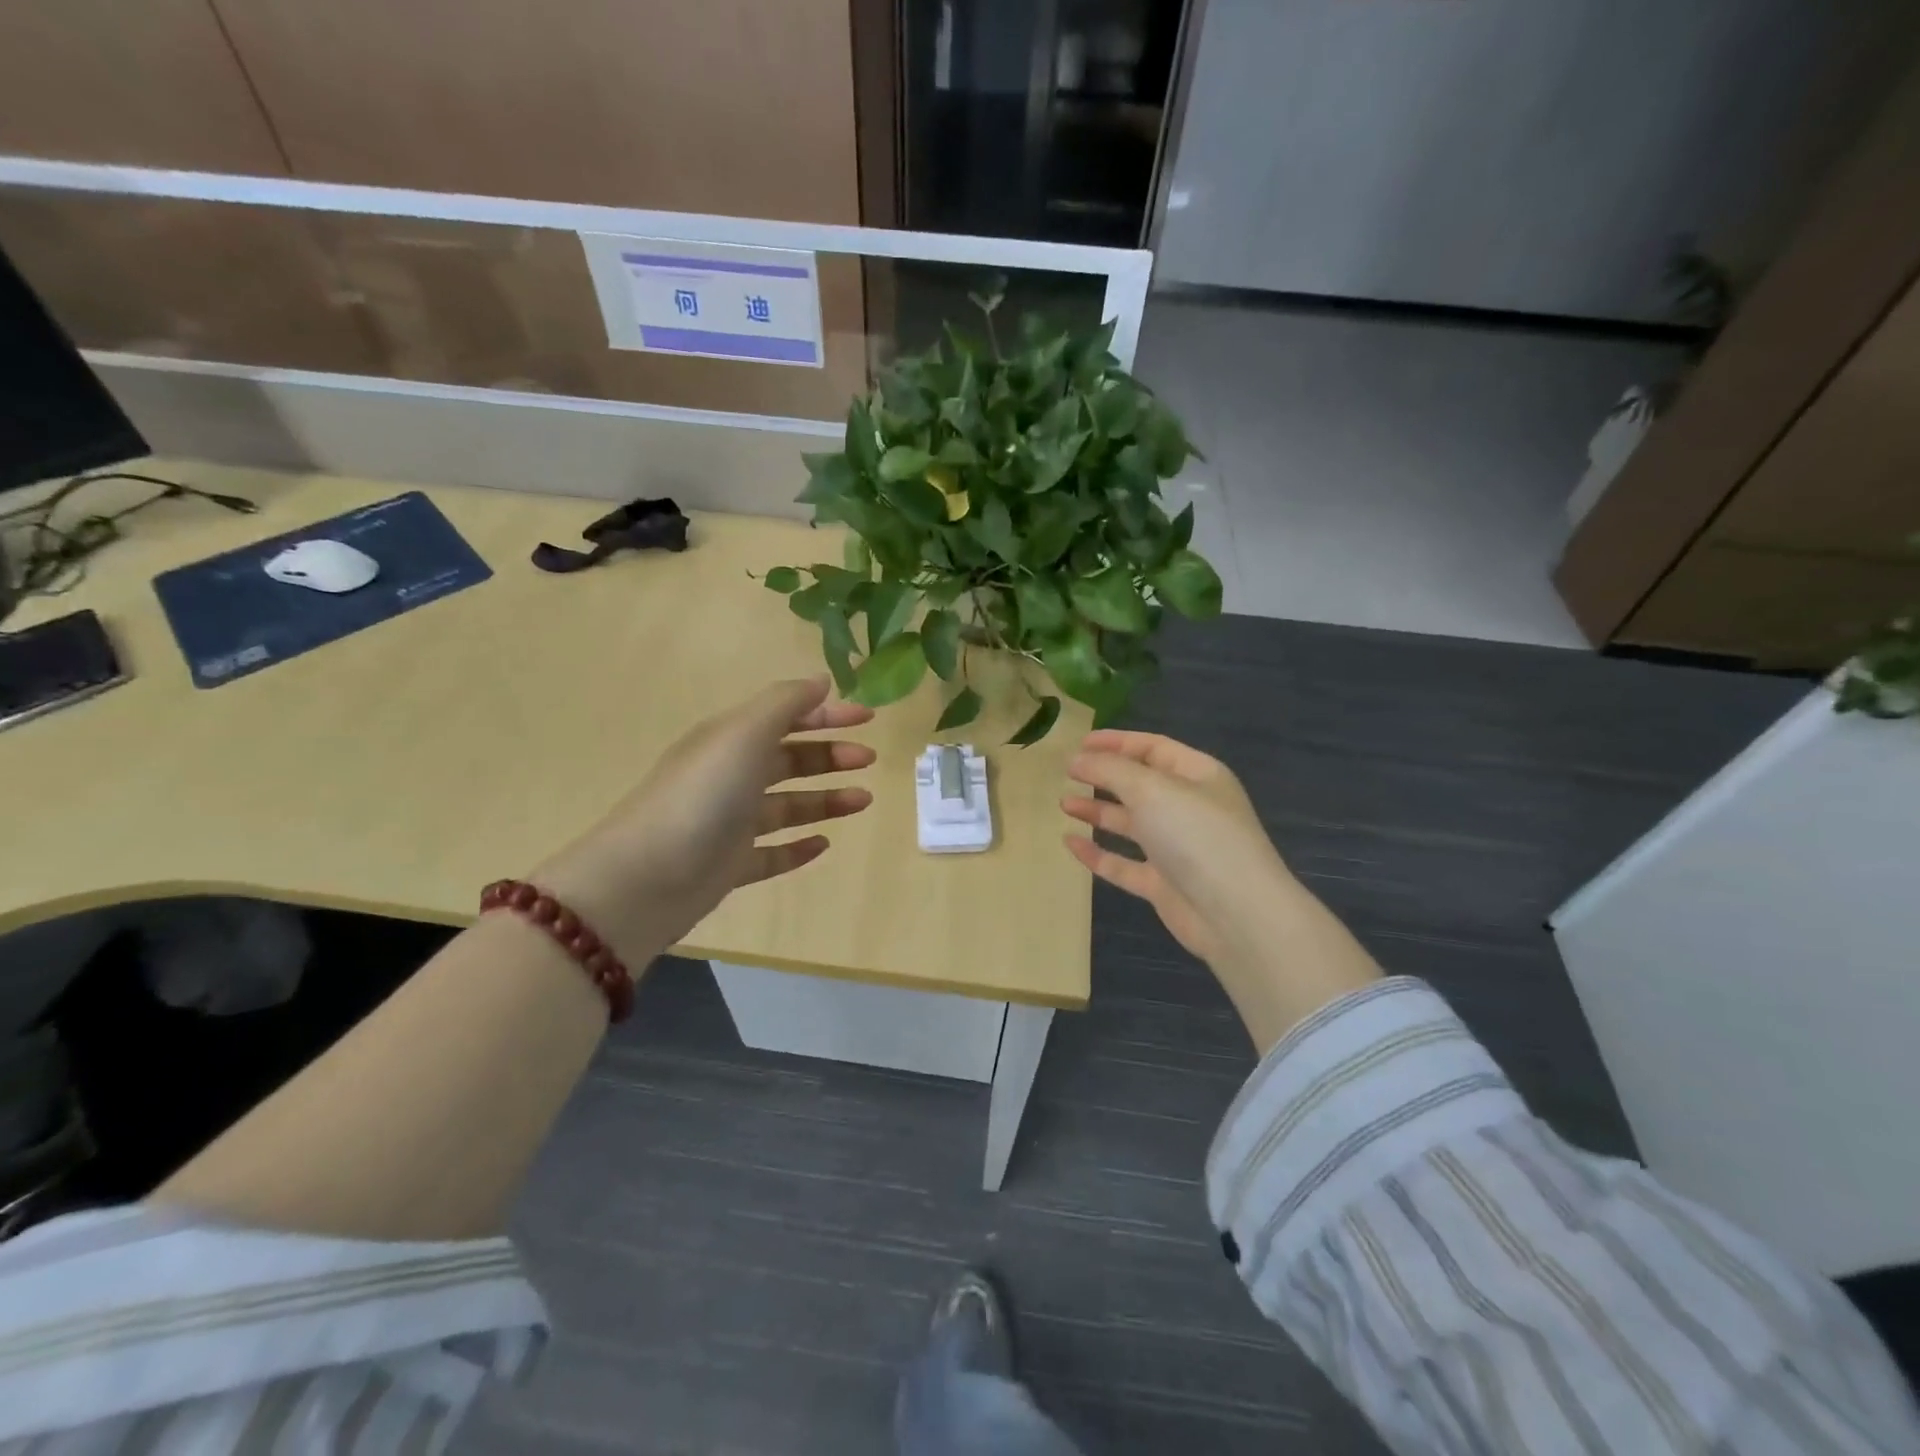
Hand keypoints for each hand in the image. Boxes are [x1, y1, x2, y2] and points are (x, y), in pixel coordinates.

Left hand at [533, 678, 874, 966]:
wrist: (646, 878)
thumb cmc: (702, 795)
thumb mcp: (744, 734)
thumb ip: (785, 703)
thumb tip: (821, 681)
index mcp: (730, 740)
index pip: (785, 717)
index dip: (827, 714)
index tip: (868, 718)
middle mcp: (730, 777)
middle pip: (788, 760)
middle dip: (830, 755)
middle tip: (868, 760)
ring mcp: (729, 823)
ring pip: (787, 806)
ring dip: (825, 800)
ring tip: (863, 801)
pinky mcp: (730, 865)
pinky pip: (772, 853)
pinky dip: (798, 847)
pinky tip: (824, 845)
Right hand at [1062, 730, 1379, 1049]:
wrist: (1236, 915)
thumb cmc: (1197, 836)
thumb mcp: (1151, 789)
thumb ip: (1110, 769)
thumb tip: (1077, 758)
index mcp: (1198, 776)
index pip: (1153, 748)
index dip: (1116, 742)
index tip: (1078, 743)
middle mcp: (1189, 808)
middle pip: (1140, 785)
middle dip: (1103, 777)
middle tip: (1067, 774)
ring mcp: (1177, 849)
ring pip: (1131, 824)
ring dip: (1098, 812)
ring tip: (1064, 804)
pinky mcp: (1164, 884)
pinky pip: (1124, 863)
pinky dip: (1098, 853)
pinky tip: (1070, 844)